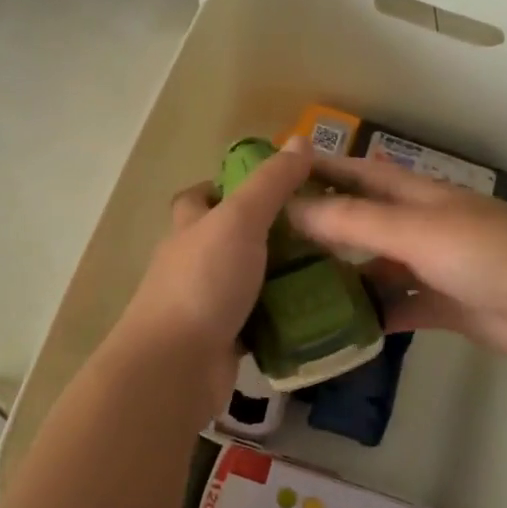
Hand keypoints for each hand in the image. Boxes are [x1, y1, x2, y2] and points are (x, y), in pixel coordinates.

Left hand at [117, 137, 314, 383]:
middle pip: (227, 240)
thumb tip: (300, 140)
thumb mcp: (240, 221)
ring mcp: (206, 304)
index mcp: (190, 229)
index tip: (272, 187)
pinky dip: (282, 318)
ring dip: (280, 277)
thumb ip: (271, 183)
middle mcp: (193, 264)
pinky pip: (258, 322)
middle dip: (266, 235)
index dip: (227, 186)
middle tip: (316, 231)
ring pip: (246, 282)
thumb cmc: (203, 283)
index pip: (199, 198)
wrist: (176, 367)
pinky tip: (317, 313)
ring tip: (330, 269)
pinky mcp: (223, 341)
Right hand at [288, 155, 506, 368]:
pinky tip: (344, 326)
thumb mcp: (414, 230)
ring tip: (299, 288)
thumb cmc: (486, 254)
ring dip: (347, 274)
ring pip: (380, 267)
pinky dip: (376, 314)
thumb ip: (353, 222)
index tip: (279, 175)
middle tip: (277, 241)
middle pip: (366, 221)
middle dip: (327, 226)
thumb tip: (292, 208)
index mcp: (419, 195)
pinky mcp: (446, 305)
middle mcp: (424, 226)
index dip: (325, 170)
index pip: (362, 174)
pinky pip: (401, 306)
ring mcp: (436, 267)